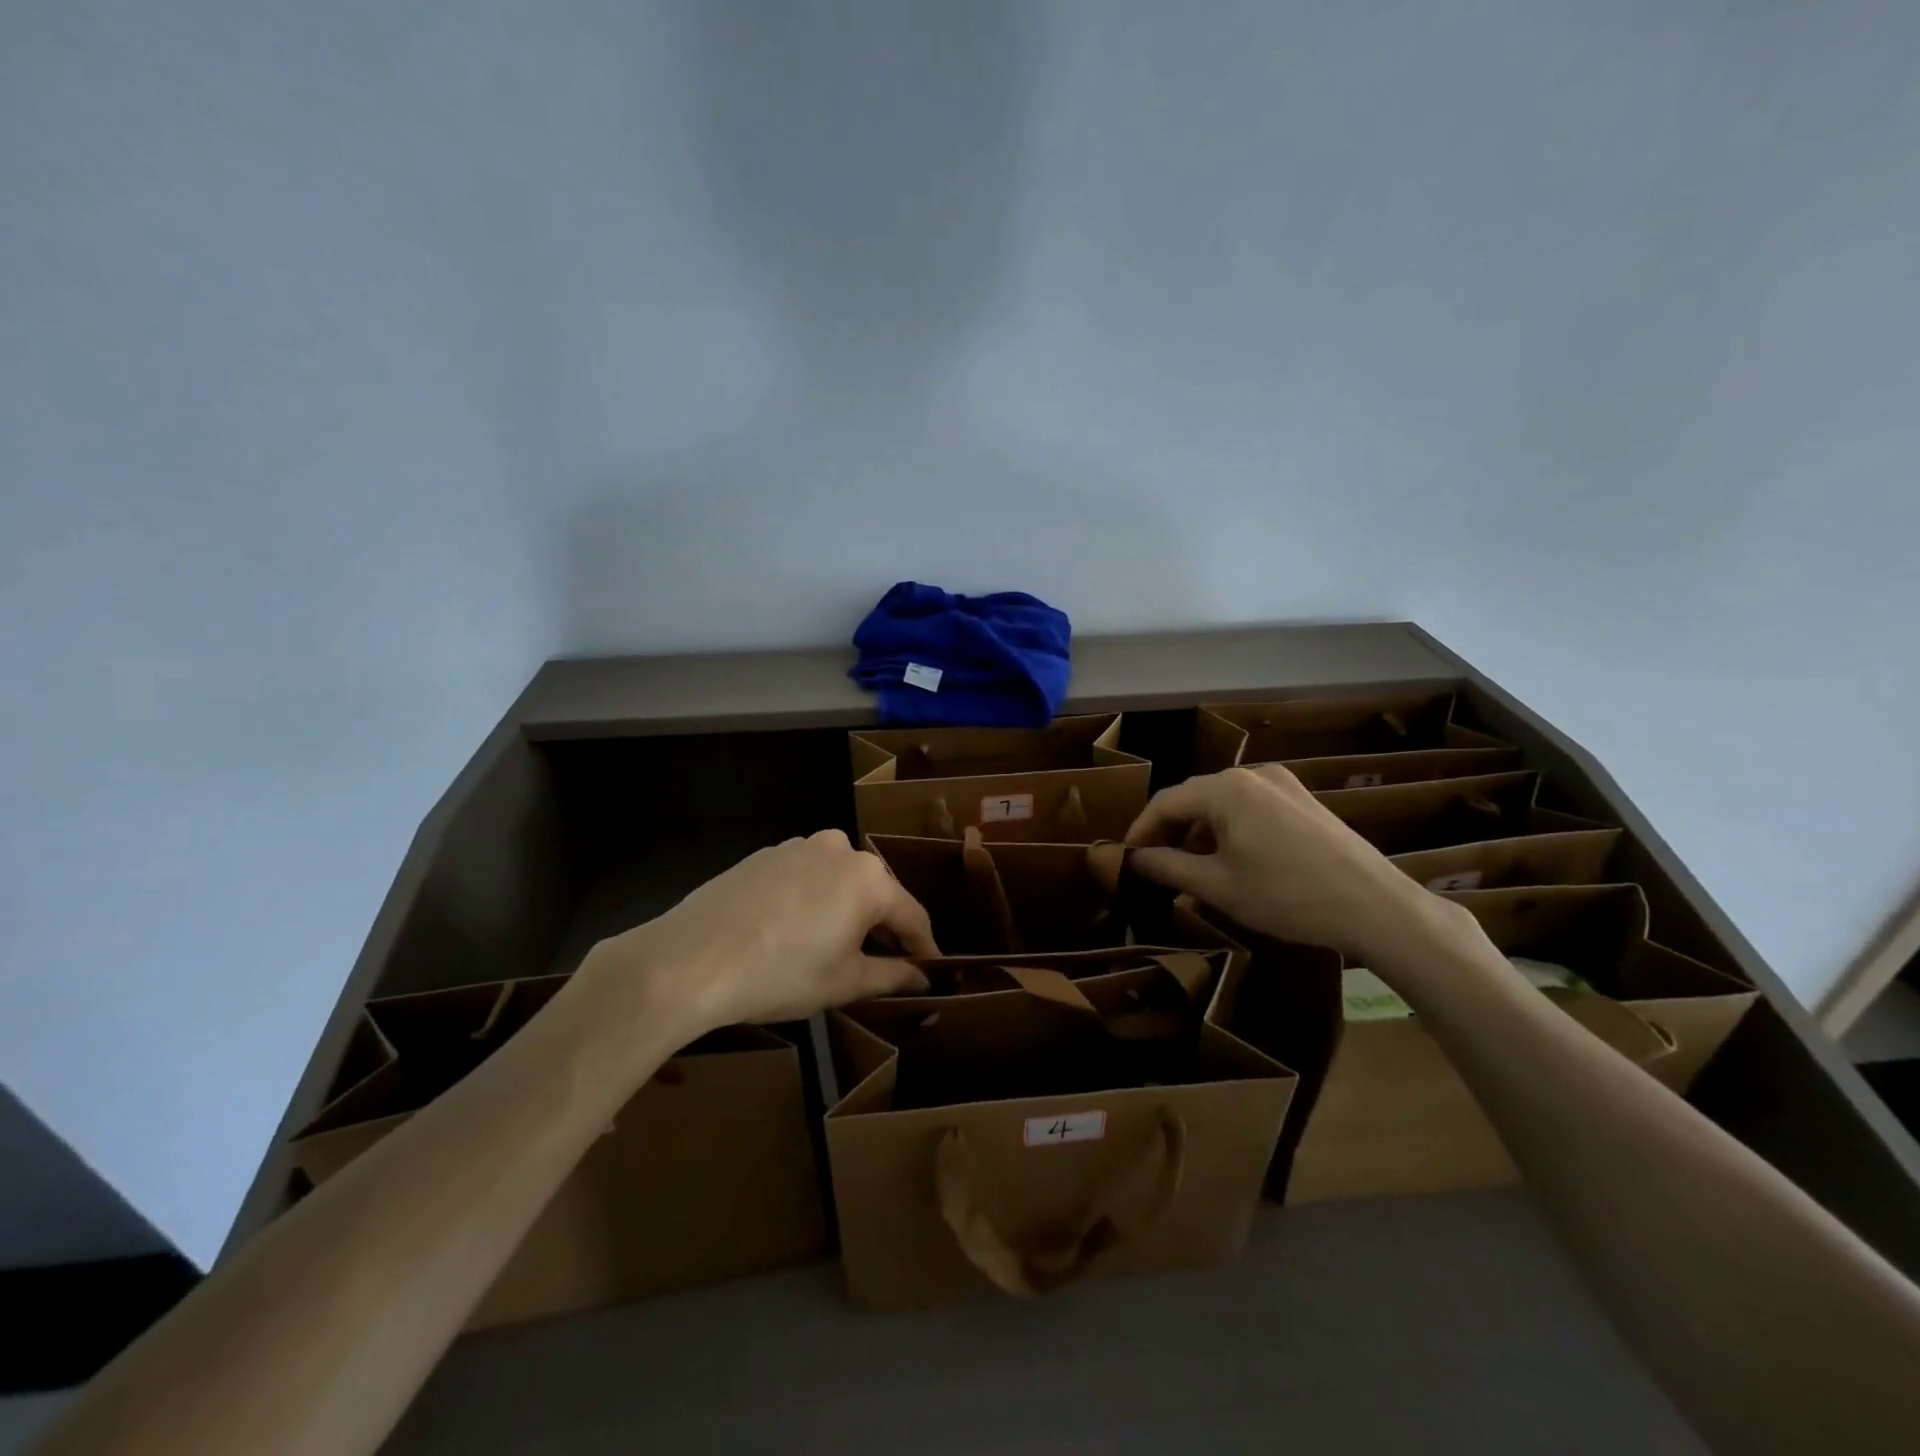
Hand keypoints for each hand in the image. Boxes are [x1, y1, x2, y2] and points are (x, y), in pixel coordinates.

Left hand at [581, 830, 937, 1038]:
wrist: (691, 959)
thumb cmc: (780, 974)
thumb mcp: (843, 982)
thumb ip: (891, 975)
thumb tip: (922, 976)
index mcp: (869, 879)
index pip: (913, 916)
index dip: (924, 948)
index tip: (930, 971)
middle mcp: (842, 850)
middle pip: (878, 892)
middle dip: (886, 927)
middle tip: (887, 964)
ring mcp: (801, 846)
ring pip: (841, 881)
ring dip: (849, 911)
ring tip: (838, 949)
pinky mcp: (768, 853)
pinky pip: (808, 876)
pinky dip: (815, 900)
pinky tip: (796, 931)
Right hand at [1125, 765, 1433, 959]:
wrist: (1376, 908)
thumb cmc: (1287, 896)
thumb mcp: (1217, 886)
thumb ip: (1166, 867)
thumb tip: (1131, 859)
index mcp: (1227, 788)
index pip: (1166, 802)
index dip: (1141, 830)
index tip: (1126, 859)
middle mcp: (1254, 774)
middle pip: (1195, 797)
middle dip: (1171, 831)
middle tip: (1156, 866)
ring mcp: (1283, 783)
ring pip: (1224, 802)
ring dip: (1201, 831)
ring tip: (1193, 868)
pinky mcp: (1304, 799)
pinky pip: (1251, 806)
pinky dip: (1231, 828)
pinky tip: (1233, 859)